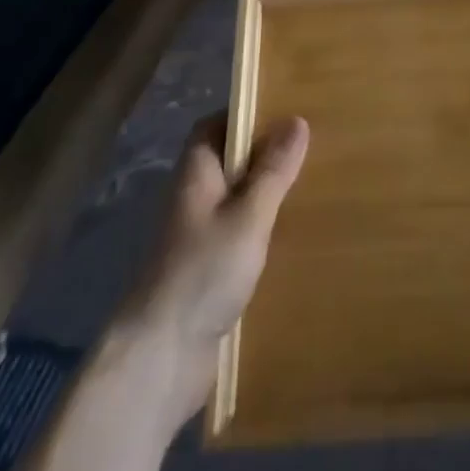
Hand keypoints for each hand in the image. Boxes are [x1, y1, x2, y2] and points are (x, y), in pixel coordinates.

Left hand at [110, 112, 308, 435]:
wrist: (160, 361)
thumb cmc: (202, 273)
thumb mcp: (249, 216)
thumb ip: (273, 170)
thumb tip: (297, 120)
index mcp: (196, 174)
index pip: (213, 126)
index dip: (244, 114)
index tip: (284, 109)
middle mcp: (193, 198)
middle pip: (228, 161)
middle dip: (263, 153)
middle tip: (309, 146)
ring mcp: (197, 238)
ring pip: (235, 200)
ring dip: (265, 193)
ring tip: (309, 185)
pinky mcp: (206, 273)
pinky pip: (238, 235)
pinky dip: (261, 229)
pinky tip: (291, 236)